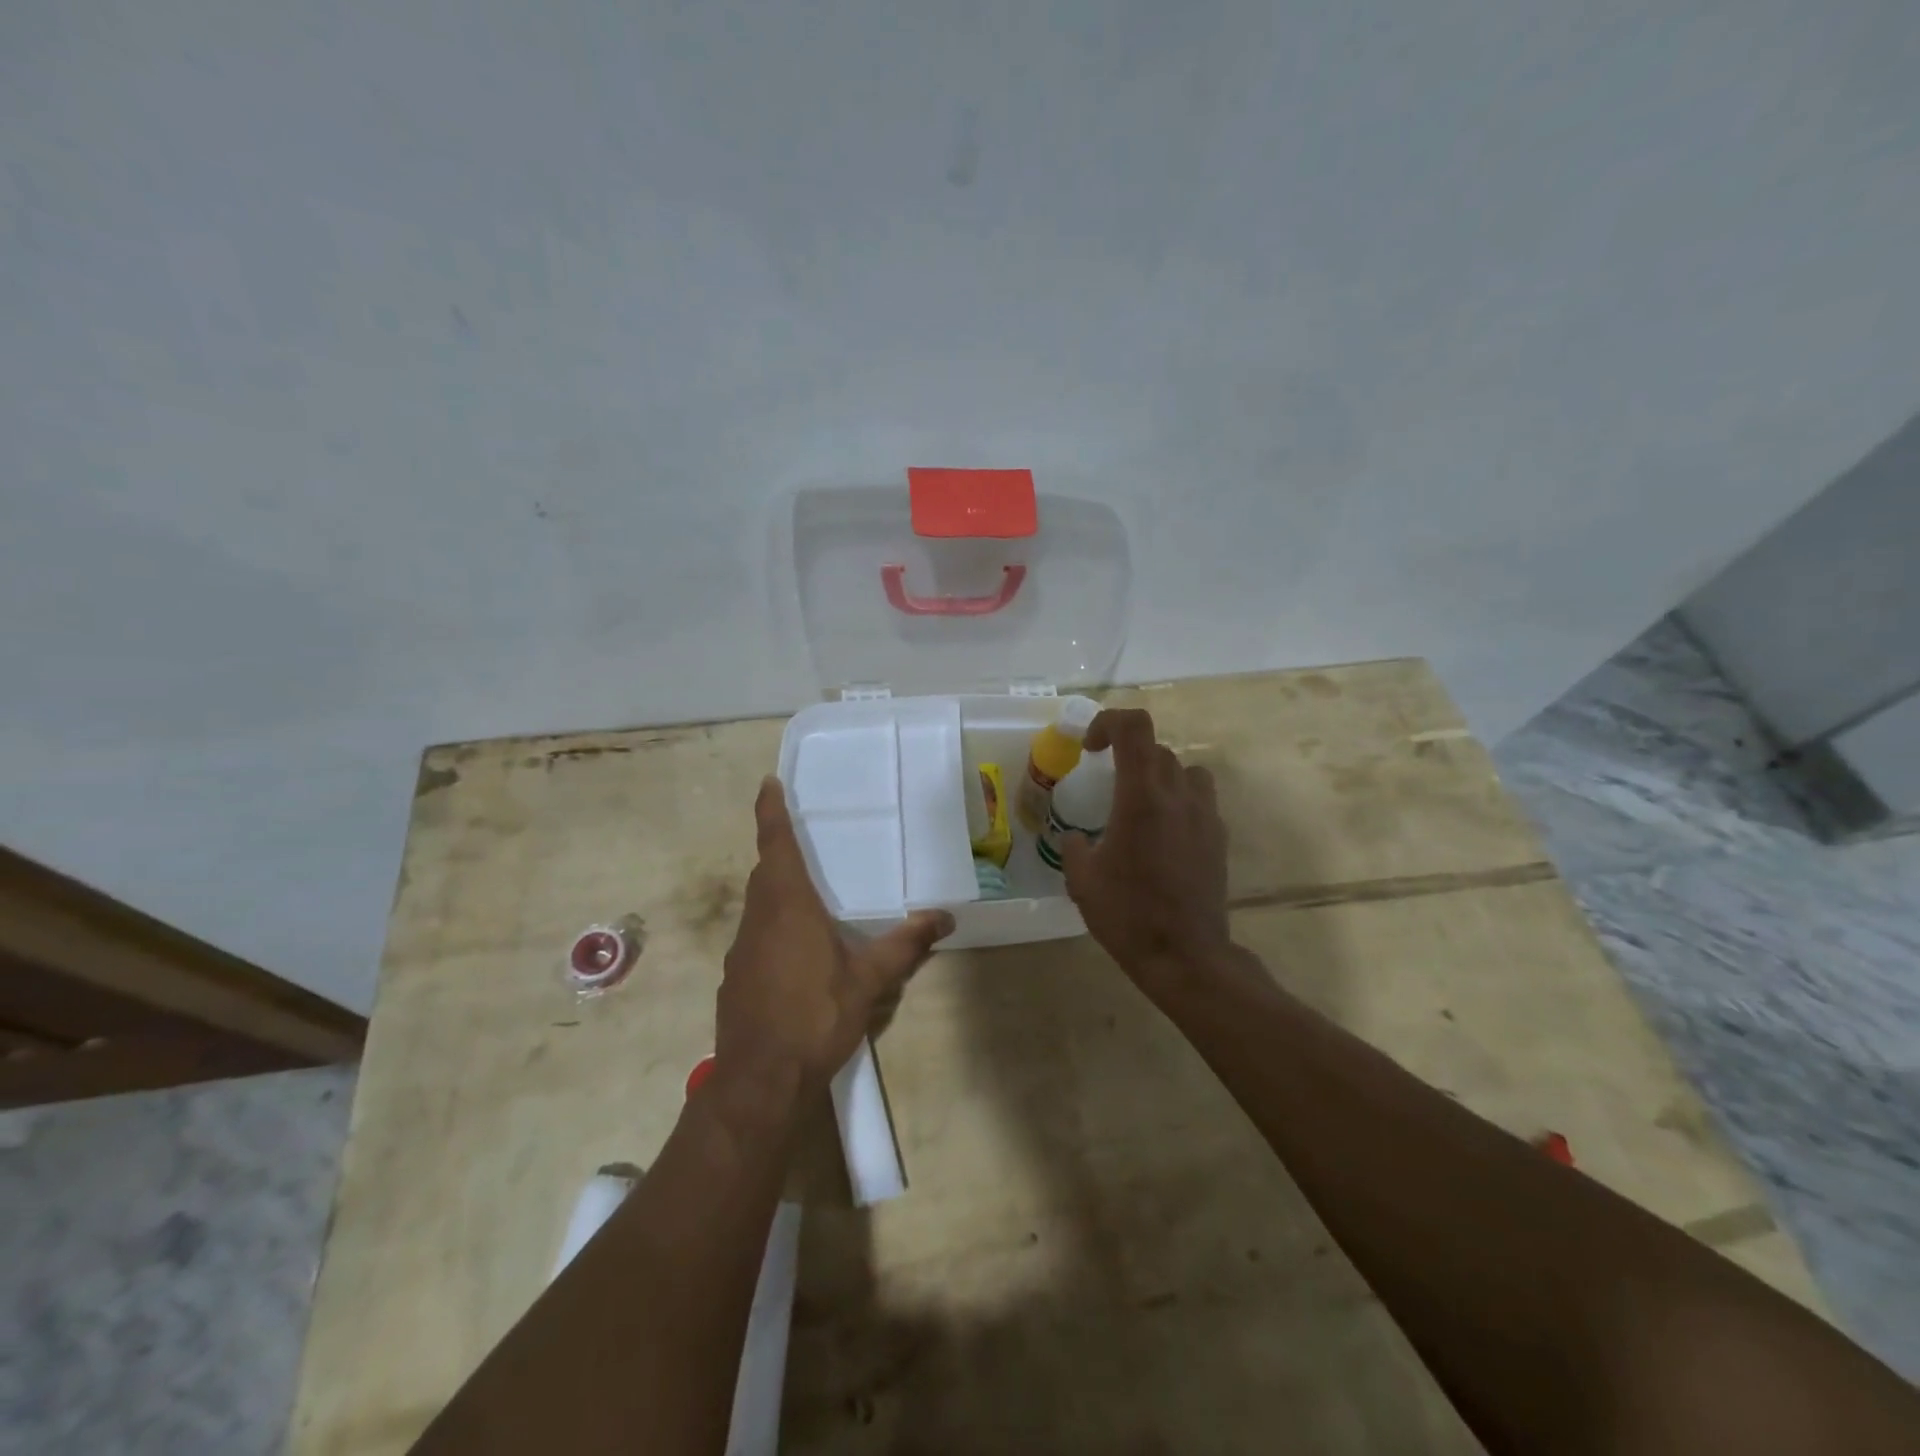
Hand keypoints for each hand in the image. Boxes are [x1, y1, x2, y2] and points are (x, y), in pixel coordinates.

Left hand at [715, 778, 952, 1102]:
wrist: (760, 1081)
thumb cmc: (816, 1017)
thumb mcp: (868, 981)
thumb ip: (905, 945)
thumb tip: (944, 917)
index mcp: (788, 907)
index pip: (776, 846)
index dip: (770, 812)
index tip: (767, 783)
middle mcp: (758, 919)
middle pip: (765, 873)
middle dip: (779, 852)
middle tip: (802, 841)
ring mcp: (740, 950)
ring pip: (758, 906)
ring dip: (777, 892)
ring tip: (807, 898)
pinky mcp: (734, 978)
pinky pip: (754, 936)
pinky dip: (772, 928)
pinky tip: (795, 956)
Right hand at [1060, 709, 1230, 990]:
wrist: (1185, 956)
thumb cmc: (1127, 915)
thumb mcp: (1082, 880)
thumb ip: (1074, 847)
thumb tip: (1075, 837)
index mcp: (1141, 797)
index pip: (1134, 727)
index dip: (1108, 722)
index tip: (1089, 748)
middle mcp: (1178, 795)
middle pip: (1156, 748)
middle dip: (1127, 754)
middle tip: (1105, 782)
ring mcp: (1205, 815)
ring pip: (1185, 770)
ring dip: (1159, 774)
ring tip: (1139, 803)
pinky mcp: (1218, 838)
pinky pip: (1199, 800)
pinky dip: (1178, 801)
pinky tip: (1161, 835)